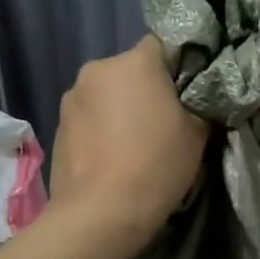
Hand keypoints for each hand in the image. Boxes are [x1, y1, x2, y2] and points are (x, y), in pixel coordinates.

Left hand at [50, 35, 208, 247]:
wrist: (100, 214)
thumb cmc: (157, 165)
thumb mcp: (198, 133)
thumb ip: (201, 103)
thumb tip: (200, 97)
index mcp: (136, 62)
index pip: (163, 44)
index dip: (178, 66)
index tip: (188, 92)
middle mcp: (98, 68)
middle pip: (131, 69)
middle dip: (146, 88)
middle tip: (164, 120)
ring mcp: (72, 96)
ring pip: (107, 92)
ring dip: (120, 108)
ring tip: (134, 143)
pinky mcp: (58, 124)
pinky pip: (89, 116)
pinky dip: (101, 127)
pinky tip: (111, 156)